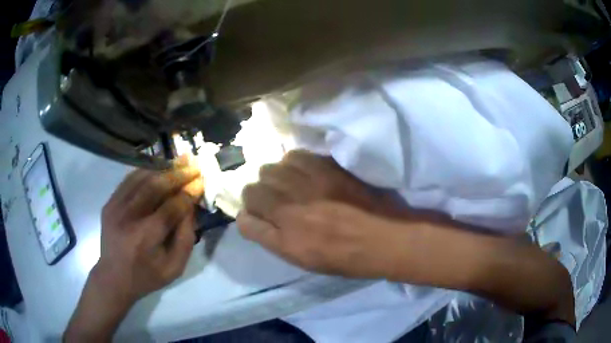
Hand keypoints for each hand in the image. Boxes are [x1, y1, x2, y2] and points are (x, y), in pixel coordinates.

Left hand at [64, 155, 203, 341]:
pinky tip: (158, 170)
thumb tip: (191, 207)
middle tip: (193, 166)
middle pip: (155, 187)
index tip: (201, 182)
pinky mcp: (109, 203)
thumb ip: (186, 238)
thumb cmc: (147, 276)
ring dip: (163, 169)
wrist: (113, 277)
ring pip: (141, 178)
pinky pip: (129, 180)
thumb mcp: (174, 267)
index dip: (188, 194)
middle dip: (177, 174)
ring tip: (179, 163)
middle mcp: (129, 218)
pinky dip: (146, 172)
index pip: (171, 208)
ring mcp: (116, 208)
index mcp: (146, 238)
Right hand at [238, 150, 400, 277]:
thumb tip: (253, 219)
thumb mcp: (304, 260)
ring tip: (288, 184)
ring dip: (274, 177)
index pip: (246, 221)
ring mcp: (309, 187)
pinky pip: (296, 156)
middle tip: (272, 200)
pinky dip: (293, 163)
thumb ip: (274, 239)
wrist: (383, 238)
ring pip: (270, 169)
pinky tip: (303, 171)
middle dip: (257, 195)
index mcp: (285, 240)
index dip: (248, 217)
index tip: (256, 216)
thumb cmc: (345, 258)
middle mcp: (291, 211)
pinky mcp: (327, 169)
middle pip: (252, 190)